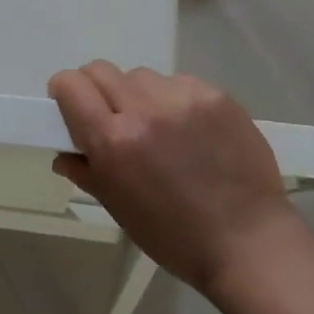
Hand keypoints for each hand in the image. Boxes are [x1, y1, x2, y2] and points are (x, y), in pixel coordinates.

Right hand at [49, 62, 297, 300]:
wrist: (249, 243)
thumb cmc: (175, 236)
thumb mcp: (118, 209)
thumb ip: (86, 171)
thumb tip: (64, 152)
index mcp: (113, 141)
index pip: (71, 85)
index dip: (64, 92)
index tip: (71, 106)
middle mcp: (144, 110)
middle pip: (101, 70)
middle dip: (97, 90)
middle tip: (112, 117)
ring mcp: (183, 98)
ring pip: (140, 75)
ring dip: (138, 95)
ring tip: (158, 127)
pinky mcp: (215, 95)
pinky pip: (178, 82)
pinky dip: (173, 99)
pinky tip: (190, 129)